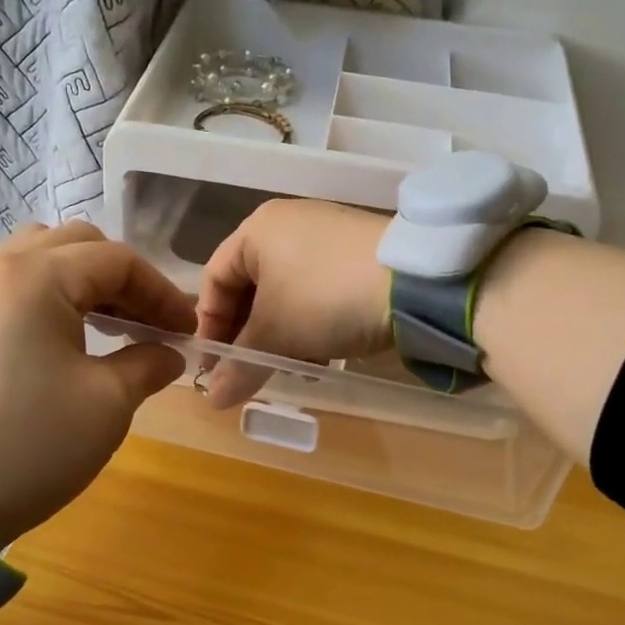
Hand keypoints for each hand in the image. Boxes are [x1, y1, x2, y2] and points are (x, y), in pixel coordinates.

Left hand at [0, 222, 193, 544]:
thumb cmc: (28, 447)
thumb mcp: (107, 404)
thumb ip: (148, 363)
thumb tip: (168, 353)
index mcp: (35, 279)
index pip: (116, 261)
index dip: (161, 292)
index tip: (186, 330)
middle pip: (74, 245)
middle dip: (122, 279)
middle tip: (146, 323)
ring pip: (36, 258)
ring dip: (80, 282)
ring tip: (105, 326)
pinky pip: (6, 285)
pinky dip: (44, 297)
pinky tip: (59, 340)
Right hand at [194, 199, 392, 408]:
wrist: (415, 281)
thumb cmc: (325, 298)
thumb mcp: (276, 336)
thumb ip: (240, 367)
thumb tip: (213, 400)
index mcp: (257, 230)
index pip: (214, 280)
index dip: (209, 326)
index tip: (215, 366)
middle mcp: (289, 224)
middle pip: (252, 287)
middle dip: (249, 335)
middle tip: (251, 371)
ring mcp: (328, 236)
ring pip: (287, 293)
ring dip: (282, 334)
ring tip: (292, 367)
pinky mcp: (359, 253)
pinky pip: (320, 290)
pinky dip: (313, 323)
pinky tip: (324, 353)